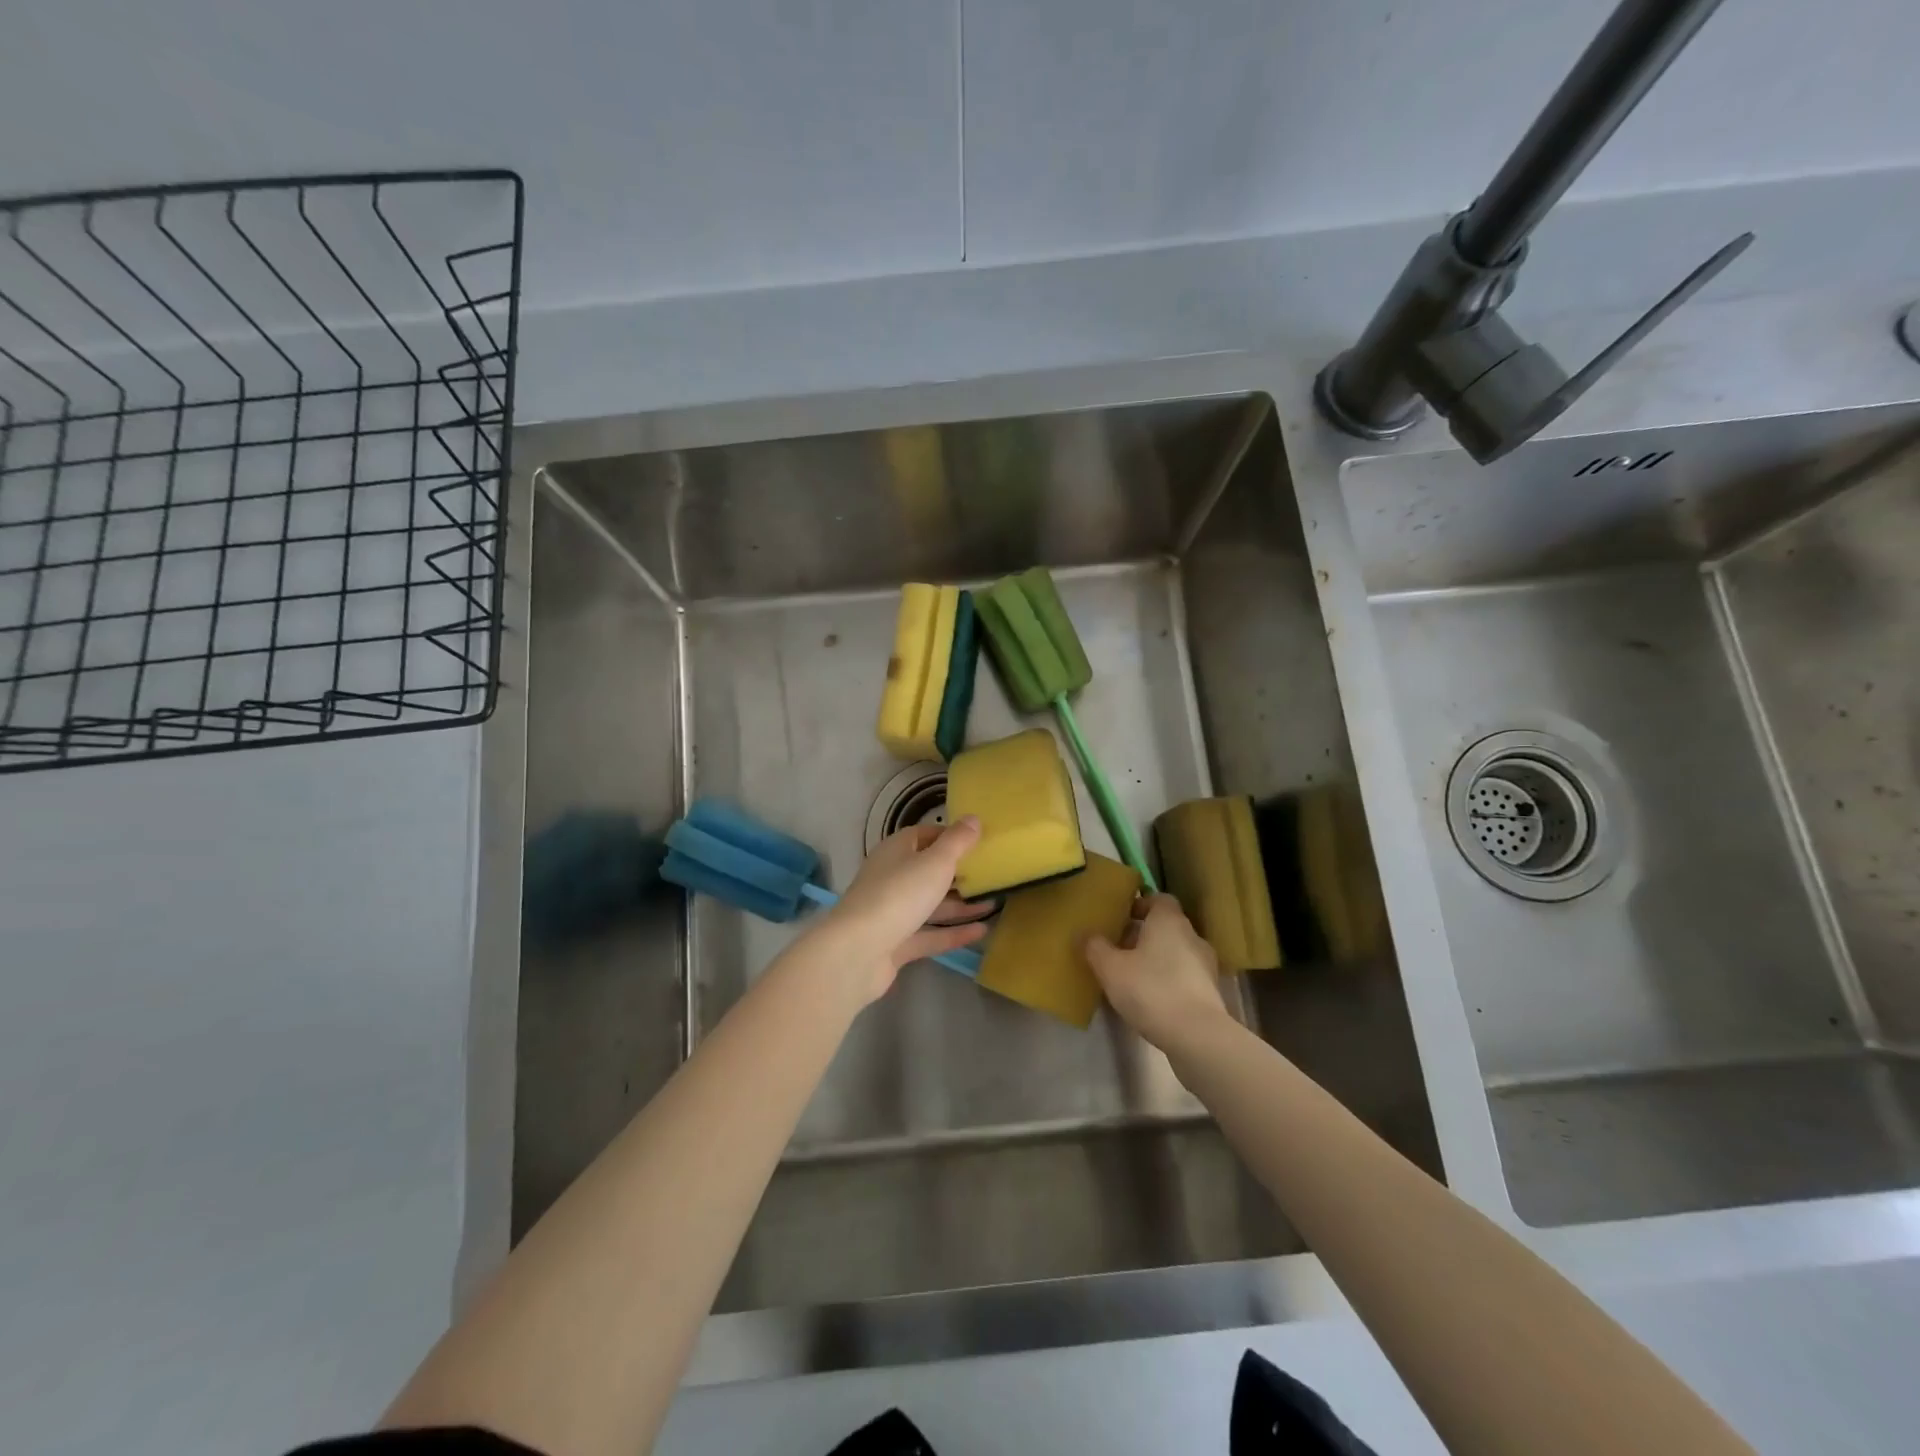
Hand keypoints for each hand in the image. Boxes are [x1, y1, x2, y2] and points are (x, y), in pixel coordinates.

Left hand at [821, 817, 987, 1002]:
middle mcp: (892, 878)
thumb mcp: (935, 862)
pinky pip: (929, 934)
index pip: (924, 835)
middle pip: (927, 871)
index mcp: (896, 851)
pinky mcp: (896, 944)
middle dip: (958, 872)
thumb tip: (973, 818)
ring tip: (994, 903)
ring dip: (960, 904)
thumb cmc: (899, 895)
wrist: (858, 952)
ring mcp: (892, 913)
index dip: (950, 837)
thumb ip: (957, 841)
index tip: (980, 842)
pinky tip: (982, 932)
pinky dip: (953, 933)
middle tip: (992, 874)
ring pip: (930, 904)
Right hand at [1083, 893, 1228, 1049]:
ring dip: (1156, 958)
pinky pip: (1184, 975)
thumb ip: (1095, 948)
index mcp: (1168, 920)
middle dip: (1143, 934)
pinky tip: (1150, 998)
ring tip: (1131, 975)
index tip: (1121, 918)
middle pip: (1166, 926)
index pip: (1159, 899)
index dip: (1140, 905)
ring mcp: (1205, 965)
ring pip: (1176, 951)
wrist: (1198, 1036)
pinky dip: (1168, 980)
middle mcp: (1191, 935)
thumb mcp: (1111, 968)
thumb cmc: (1151, 990)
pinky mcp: (1210, 992)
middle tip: (1118, 948)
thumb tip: (1085, 934)